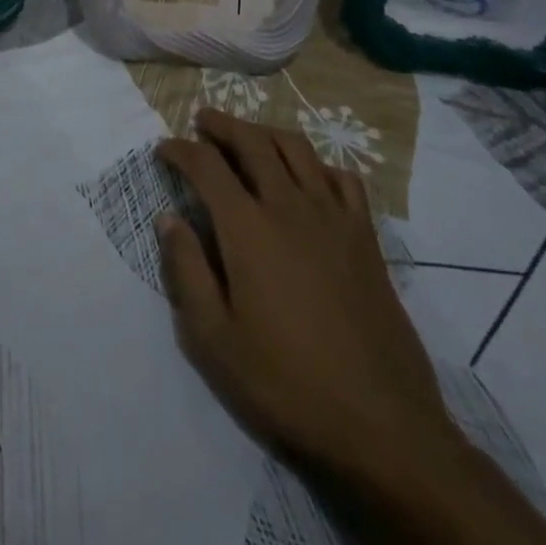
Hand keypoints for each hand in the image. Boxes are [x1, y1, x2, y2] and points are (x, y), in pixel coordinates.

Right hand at [155, 109, 457, 482]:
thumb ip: (186, 271)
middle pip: (252, 140)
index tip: (163, 149)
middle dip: (222, 124)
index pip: (206, 165)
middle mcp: (289, 206)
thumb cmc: (287, 382)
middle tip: (202, 120)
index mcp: (247, 228)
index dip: (180, 149)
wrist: (381, 424)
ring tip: (249, 136)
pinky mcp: (365, 237)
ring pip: (296, 148)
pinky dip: (318, 164)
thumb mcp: (215, 340)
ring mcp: (333, 217)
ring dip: (265, 132)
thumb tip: (168, 218)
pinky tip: (309, 176)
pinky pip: (342, 177)